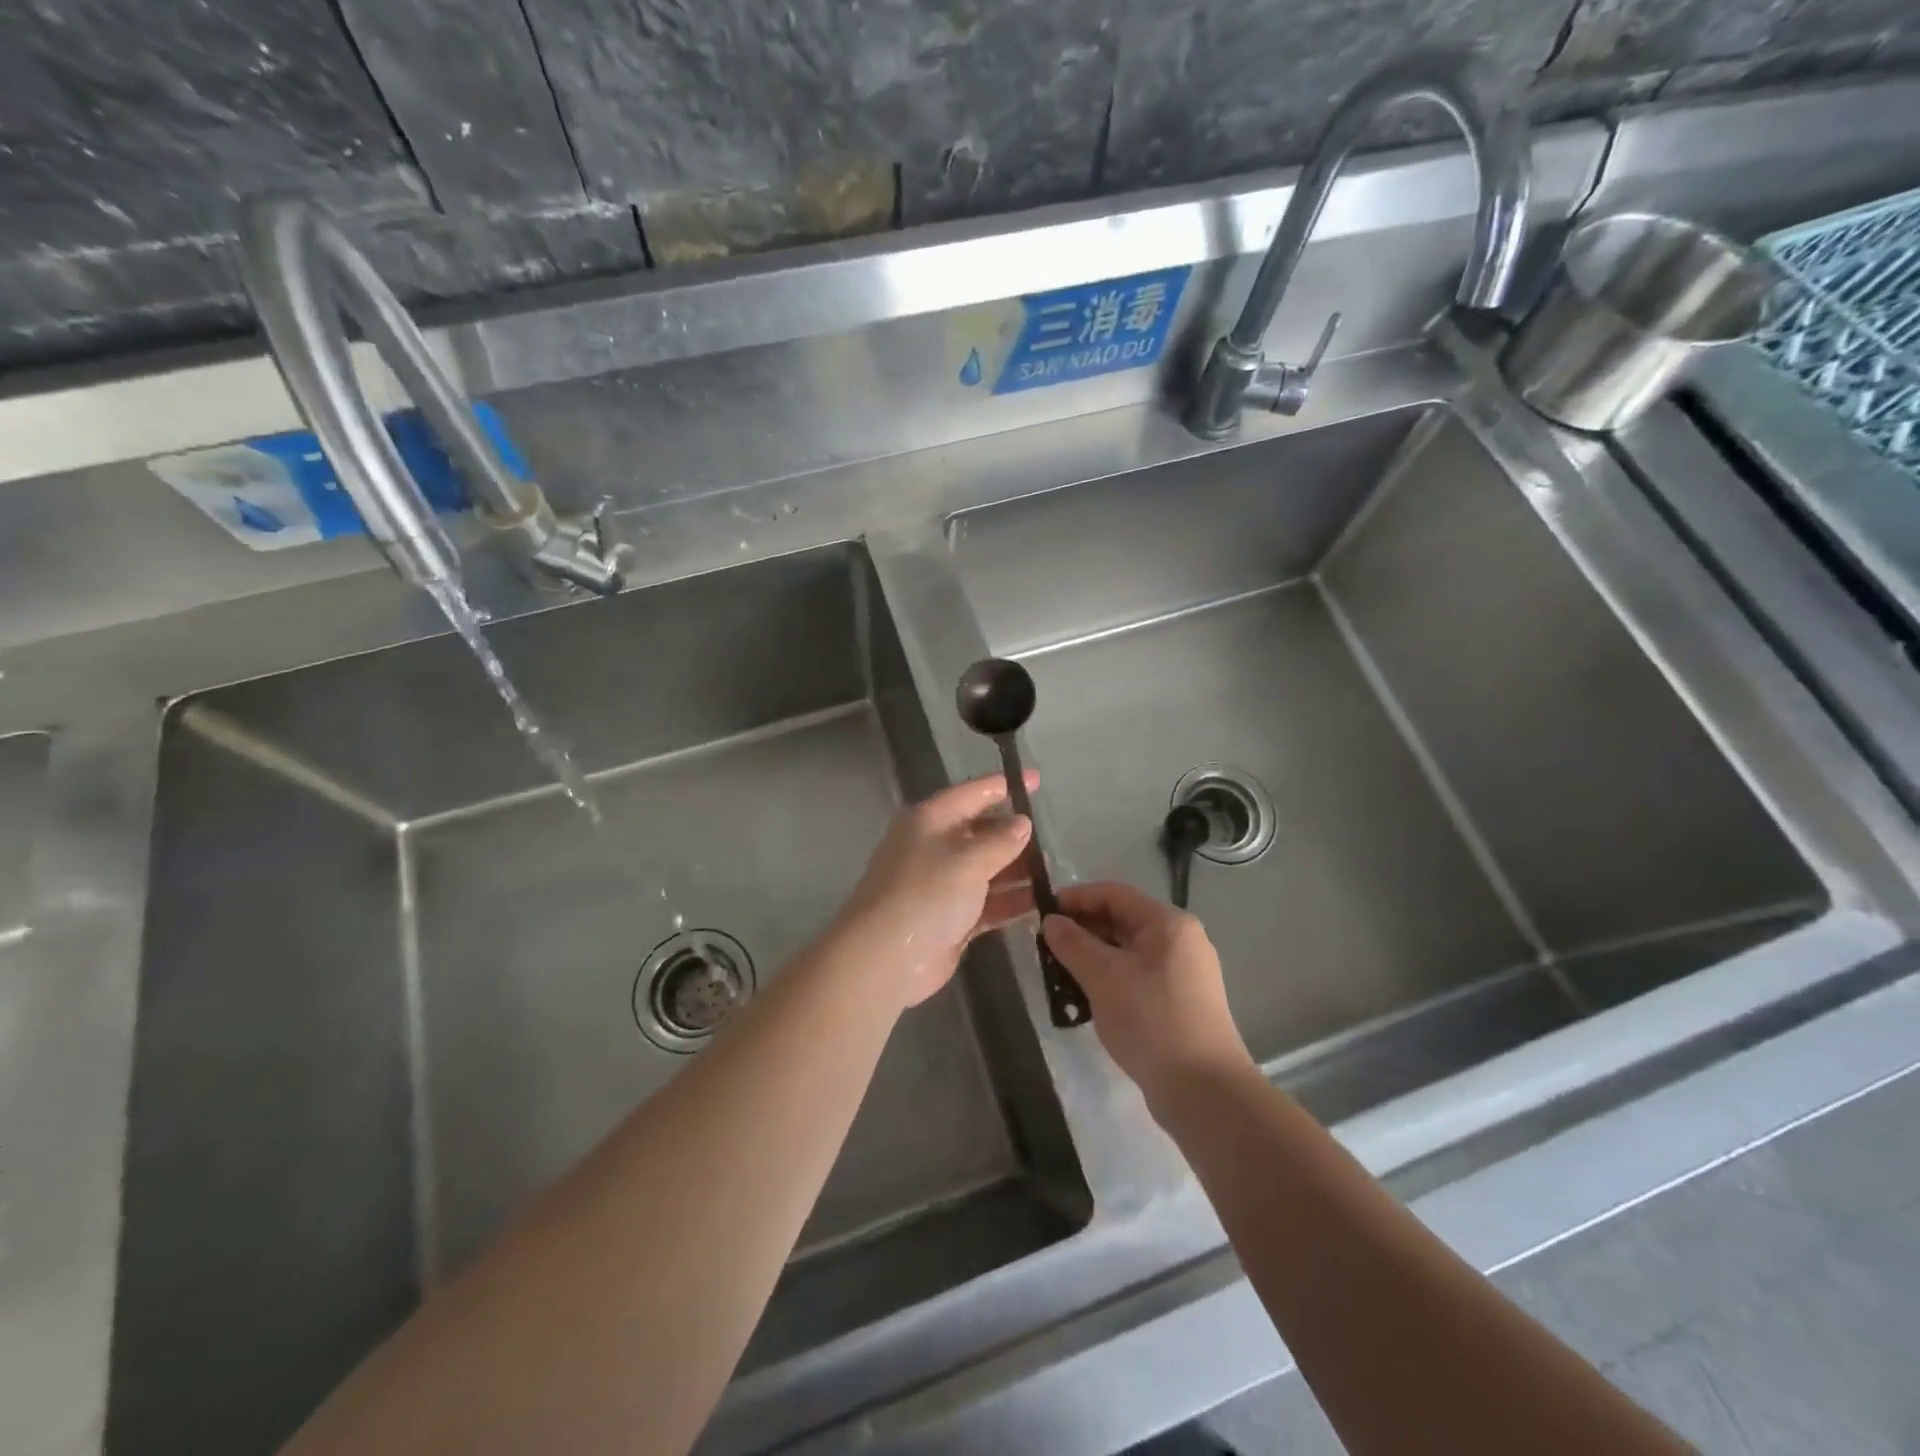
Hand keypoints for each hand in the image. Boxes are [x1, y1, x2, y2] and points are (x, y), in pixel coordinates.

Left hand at [831, 774, 1038, 1009]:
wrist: (884, 959)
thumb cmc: (925, 895)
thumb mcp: (967, 860)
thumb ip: (1000, 840)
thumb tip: (1022, 823)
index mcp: (930, 820)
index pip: (972, 793)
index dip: (1004, 786)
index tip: (1037, 781)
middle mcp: (935, 847)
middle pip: (981, 832)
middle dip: (1015, 834)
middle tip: (1052, 839)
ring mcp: (942, 885)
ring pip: (987, 869)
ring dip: (1017, 871)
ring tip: (1053, 873)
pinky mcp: (951, 918)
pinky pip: (987, 902)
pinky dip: (1010, 901)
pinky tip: (1041, 902)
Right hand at [1042, 882, 1255, 1113]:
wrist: (1204, 1091)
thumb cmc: (1152, 1021)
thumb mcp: (1104, 978)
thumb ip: (1073, 944)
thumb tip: (1051, 922)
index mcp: (1168, 923)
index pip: (1114, 894)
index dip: (1076, 898)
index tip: (1042, 912)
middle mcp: (1180, 940)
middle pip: (1122, 920)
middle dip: (1082, 929)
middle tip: (1045, 946)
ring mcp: (1183, 972)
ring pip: (1127, 950)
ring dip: (1092, 956)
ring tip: (1058, 972)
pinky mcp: (1179, 1001)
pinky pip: (1136, 975)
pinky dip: (1109, 978)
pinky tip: (1084, 996)